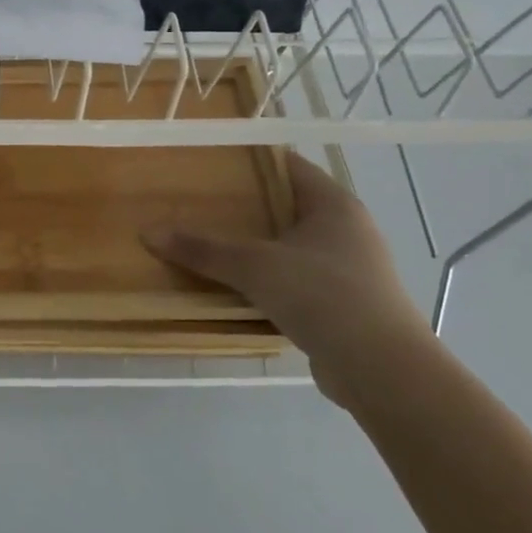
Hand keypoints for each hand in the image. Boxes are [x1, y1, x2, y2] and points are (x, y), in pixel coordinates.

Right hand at [142, 152, 433, 406]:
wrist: (383, 372)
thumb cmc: (323, 296)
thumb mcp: (254, 267)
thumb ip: (202, 249)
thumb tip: (148, 232)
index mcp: (334, 205)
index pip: (288, 166)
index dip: (249, 160)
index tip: (208, 162)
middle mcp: (346, 230)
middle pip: (286, 206)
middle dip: (244, 206)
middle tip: (197, 201)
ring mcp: (349, 270)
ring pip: (289, 246)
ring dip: (254, 246)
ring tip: (207, 242)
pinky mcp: (344, 305)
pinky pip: (295, 280)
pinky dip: (267, 280)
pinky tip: (235, 286)